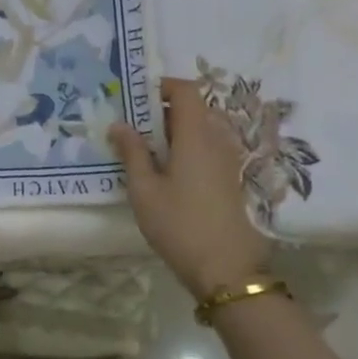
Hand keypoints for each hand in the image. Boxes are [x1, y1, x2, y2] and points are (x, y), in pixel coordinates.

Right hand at [111, 76, 272, 300]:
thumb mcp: (144, 190)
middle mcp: (220, 140)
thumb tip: (119, 124)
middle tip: (138, 130)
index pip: (187, 90)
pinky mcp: (237, 180)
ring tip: (153, 154)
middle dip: (166, 112)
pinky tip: (174, 175)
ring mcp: (232, 161)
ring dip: (180, 132)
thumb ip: (132, 152)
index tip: (139, 99)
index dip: (164, 87)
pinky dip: (193, 149)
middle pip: (196, 109)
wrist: (229, 271)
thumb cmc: (180, 226)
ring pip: (206, 130)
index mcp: (196, 136)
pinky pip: (213, 149)